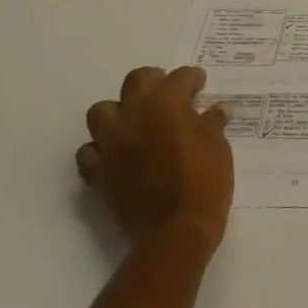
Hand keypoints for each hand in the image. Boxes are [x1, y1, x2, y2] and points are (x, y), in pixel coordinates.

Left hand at [78, 66, 233, 251]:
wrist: (176, 230)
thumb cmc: (205, 181)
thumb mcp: (218, 146)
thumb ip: (213, 122)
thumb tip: (218, 109)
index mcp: (166, 103)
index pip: (179, 77)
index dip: (192, 78)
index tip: (200, 84)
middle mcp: (134, 114)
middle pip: (136, 81)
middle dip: (153, 81)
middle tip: (168, 94)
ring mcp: (111, 144)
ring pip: (101, 111)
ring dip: (118, 112)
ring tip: (135, 122)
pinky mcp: (97, 173)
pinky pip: (88, 152)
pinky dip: (100, 150)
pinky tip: (115, 155)